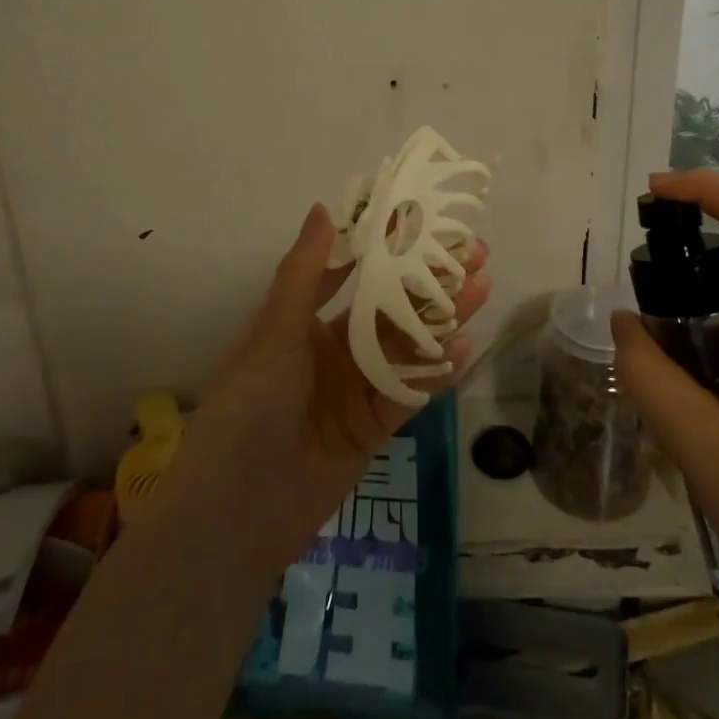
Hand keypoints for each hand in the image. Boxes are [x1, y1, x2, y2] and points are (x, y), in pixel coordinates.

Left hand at [172, 203, 490, 566]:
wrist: (236, 511)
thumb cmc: (248, 405)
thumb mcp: (274, 331)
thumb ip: (304, 271)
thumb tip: (324, 207)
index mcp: (304, 320)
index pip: (356, 273)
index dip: (392, 249)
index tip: (429, 224)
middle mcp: (334, 349)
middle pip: (392, 307)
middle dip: (430, 281)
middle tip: (476, 256)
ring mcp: (355, 389)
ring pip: (407, 345)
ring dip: (443, 318)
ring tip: (482, 288)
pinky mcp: (373, 428)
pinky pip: (409, 391)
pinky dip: (435, 370)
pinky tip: (463, 345)